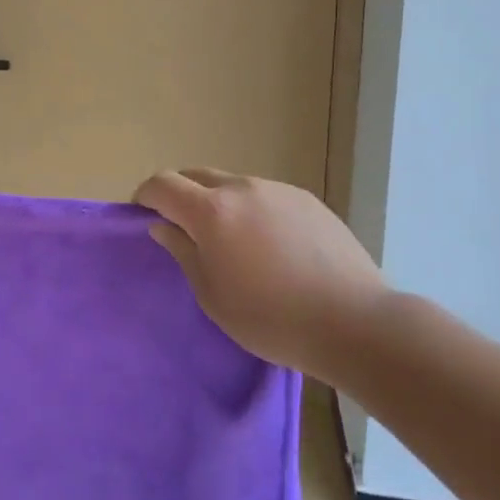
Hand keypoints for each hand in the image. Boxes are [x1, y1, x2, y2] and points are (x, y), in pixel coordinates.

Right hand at [134, 168, 384, 381]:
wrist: (355, 323)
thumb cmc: (272, 319)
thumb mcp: (213, 296)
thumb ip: (183, 252)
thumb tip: (163, 225)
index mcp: (212, 211)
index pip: (162, 184)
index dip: (145, 195)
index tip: (143, 215)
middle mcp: (242, 188)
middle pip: (196, 176)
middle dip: (180, 195)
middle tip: (184, 230)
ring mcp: (278, 190)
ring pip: (233, 185)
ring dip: (219, 203)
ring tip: (234, 243)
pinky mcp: (307, 200)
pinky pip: (265, 196)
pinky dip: (253, 211)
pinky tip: (273, 247)